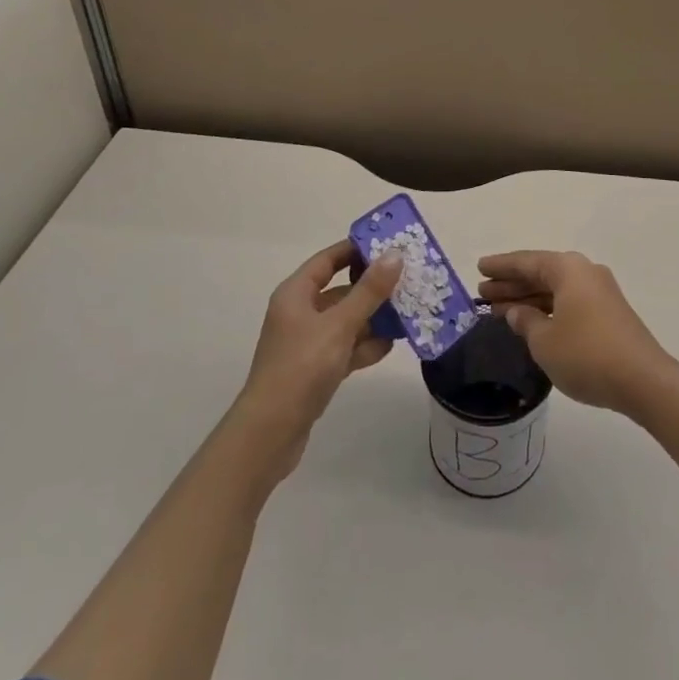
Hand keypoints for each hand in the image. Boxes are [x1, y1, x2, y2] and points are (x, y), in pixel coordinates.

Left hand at [236, 241, 403, 479]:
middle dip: (373, 287)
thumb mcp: (339, 325)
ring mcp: (308, 342)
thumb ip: (369, 291)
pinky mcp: (316, 369)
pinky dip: (365, 345)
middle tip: (408, 280)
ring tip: (408, 313)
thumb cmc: (301, 368)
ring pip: (346, 320)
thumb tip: (394, 254)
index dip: (356, 250)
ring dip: (373, 318)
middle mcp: (300, 312)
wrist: (270, 434)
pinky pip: (345, 347)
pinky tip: (390, 346)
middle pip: (341, 290)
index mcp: (296, 294)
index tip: (389, 245)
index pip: (328, 260)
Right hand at [477, 250, 676, 417]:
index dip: (500, 266)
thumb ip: (525, 321)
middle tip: (483, 293)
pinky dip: (547, 308)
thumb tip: (516, 311)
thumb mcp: (545, 341)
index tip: (479, 268)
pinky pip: (568, 302)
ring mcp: (599, 292)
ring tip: (497, 309)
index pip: (526, 262)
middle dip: (511, 284)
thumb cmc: (586, 354)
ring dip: (527, 298)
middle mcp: (584, 272)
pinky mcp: (608, 313)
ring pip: (554, 289)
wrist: (643, 380)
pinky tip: (531, 321)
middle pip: (540, 273)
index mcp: (568, 268)